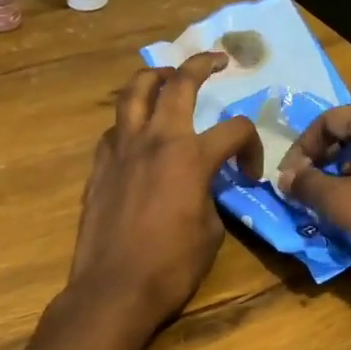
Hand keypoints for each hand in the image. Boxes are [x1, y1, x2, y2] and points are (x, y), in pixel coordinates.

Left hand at [66, 54, 261, 335]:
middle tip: (216, 60)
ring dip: (154, 78)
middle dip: (201, 64)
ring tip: (167, 80)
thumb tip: (205, 186)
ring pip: (134, 92)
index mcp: (191, 156)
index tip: (248, 174)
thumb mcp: (211, 231)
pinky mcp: (99, 166)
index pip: (235, 130)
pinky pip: (115, 129)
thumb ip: (211, 196)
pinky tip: (138, 136)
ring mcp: (121, 149)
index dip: (251, 147)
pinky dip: (130, 123)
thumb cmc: (171, 266)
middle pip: (179, 84)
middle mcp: (155, 140)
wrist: (114, 289)